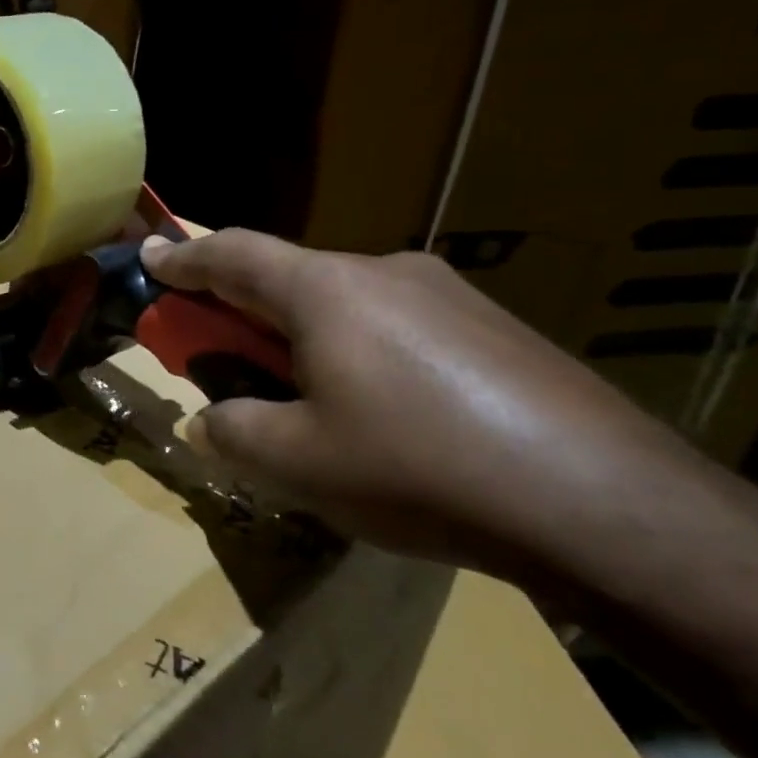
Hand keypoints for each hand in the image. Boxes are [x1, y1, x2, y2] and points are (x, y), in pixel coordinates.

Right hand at [140, 230, 711, 575]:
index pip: (233, 254)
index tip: (152, 255)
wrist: (605, 503)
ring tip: (305, 395)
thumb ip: (232, 431)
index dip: (184, 256)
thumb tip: (209, 422)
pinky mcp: (495, 329)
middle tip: (219, 350)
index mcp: (327, 291)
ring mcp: (449, 296)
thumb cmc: (419, 469)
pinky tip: (382, 412)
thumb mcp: (297, 461)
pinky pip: (399, 326)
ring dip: (304, 335)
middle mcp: (384, 273)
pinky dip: (360, 351)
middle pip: (289, 277)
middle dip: (242, 308)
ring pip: (346, 303)